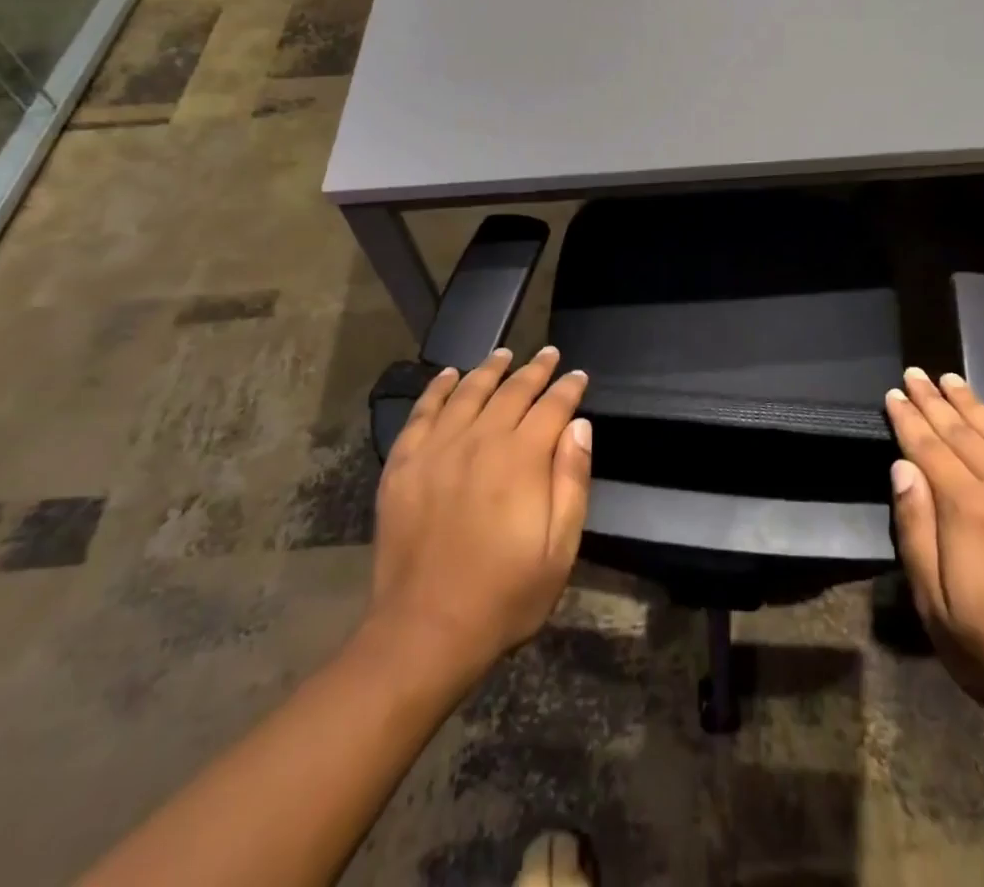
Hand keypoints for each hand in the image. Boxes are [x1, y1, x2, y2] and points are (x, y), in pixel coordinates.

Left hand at [368, 346, 592, 683]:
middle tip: (548, 354)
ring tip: (504, 353)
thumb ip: (572, 481)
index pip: (551, 407)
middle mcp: (480, 440)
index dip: (568, 388)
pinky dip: (437, 388)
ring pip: (468, 392)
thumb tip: (579, 425)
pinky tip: (448, 375)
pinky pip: (422, 413)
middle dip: (534, 370)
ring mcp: (437, 449)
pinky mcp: (403, 464)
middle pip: (511, 391)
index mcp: (521, 459)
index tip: (577, 375)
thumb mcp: (559, 549)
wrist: (425, 630)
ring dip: (489, 370)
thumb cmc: (504, 595)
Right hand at [884, 367, 983, 741]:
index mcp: (972, 512)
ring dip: (975, 404)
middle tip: (917, 372)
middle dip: (936, 401)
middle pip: (965, 432)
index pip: (930, 449)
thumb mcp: (937, 607)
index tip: (894, 393)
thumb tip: (902, 468)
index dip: (909, 419)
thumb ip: (916, 531)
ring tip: (952, 379)